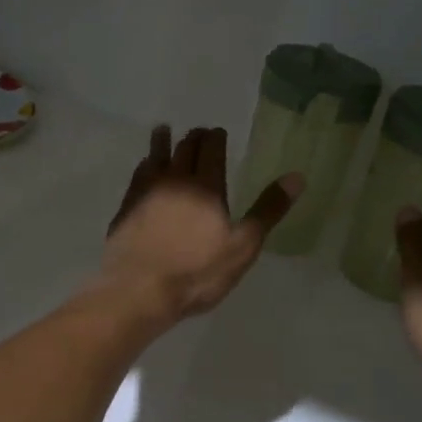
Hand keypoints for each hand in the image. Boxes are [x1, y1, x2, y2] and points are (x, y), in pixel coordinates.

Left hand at [101, 126, 300, 324]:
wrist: (138, 290)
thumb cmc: (197, 272)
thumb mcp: (242, 246)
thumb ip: (268, 210)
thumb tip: (297, 176)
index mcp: (206, 186)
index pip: (211, 150)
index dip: (215, 137)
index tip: (217, 131)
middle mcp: (174, 180)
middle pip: (184, 149)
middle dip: (193, 138)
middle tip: (197, 132)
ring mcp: (145, 192)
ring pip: (155, 157)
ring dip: (162, 142)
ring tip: (163, 132)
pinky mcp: (125, 208)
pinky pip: (137, 176)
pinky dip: (144, 166)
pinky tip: (143, 169)